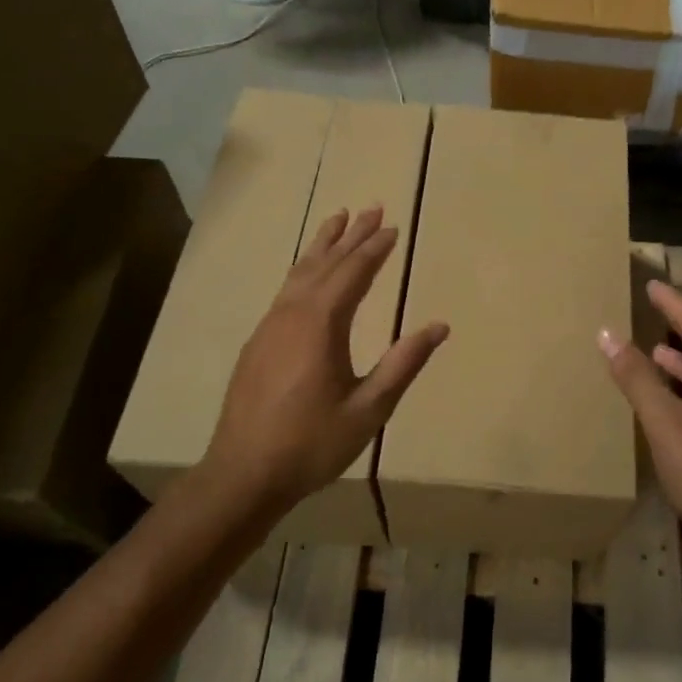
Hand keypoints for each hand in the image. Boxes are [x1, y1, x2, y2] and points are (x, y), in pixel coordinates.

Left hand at [201, 206, 448, 515]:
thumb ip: (403, 364)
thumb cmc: (312, 443)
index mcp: (322, 325)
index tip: (393, 227)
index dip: (375, 249)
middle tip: (370, 208)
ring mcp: (269, 326)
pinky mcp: (258, 342)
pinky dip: (303, 270)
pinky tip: (308, 274)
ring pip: (299, 273)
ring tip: (337, 220)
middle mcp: (292, 314)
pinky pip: (286, 290)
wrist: (243, 473)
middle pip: (325, 263)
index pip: (353, 274)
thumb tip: (439, 327)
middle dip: (350, 236)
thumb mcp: (369, 408)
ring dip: (322, 246)